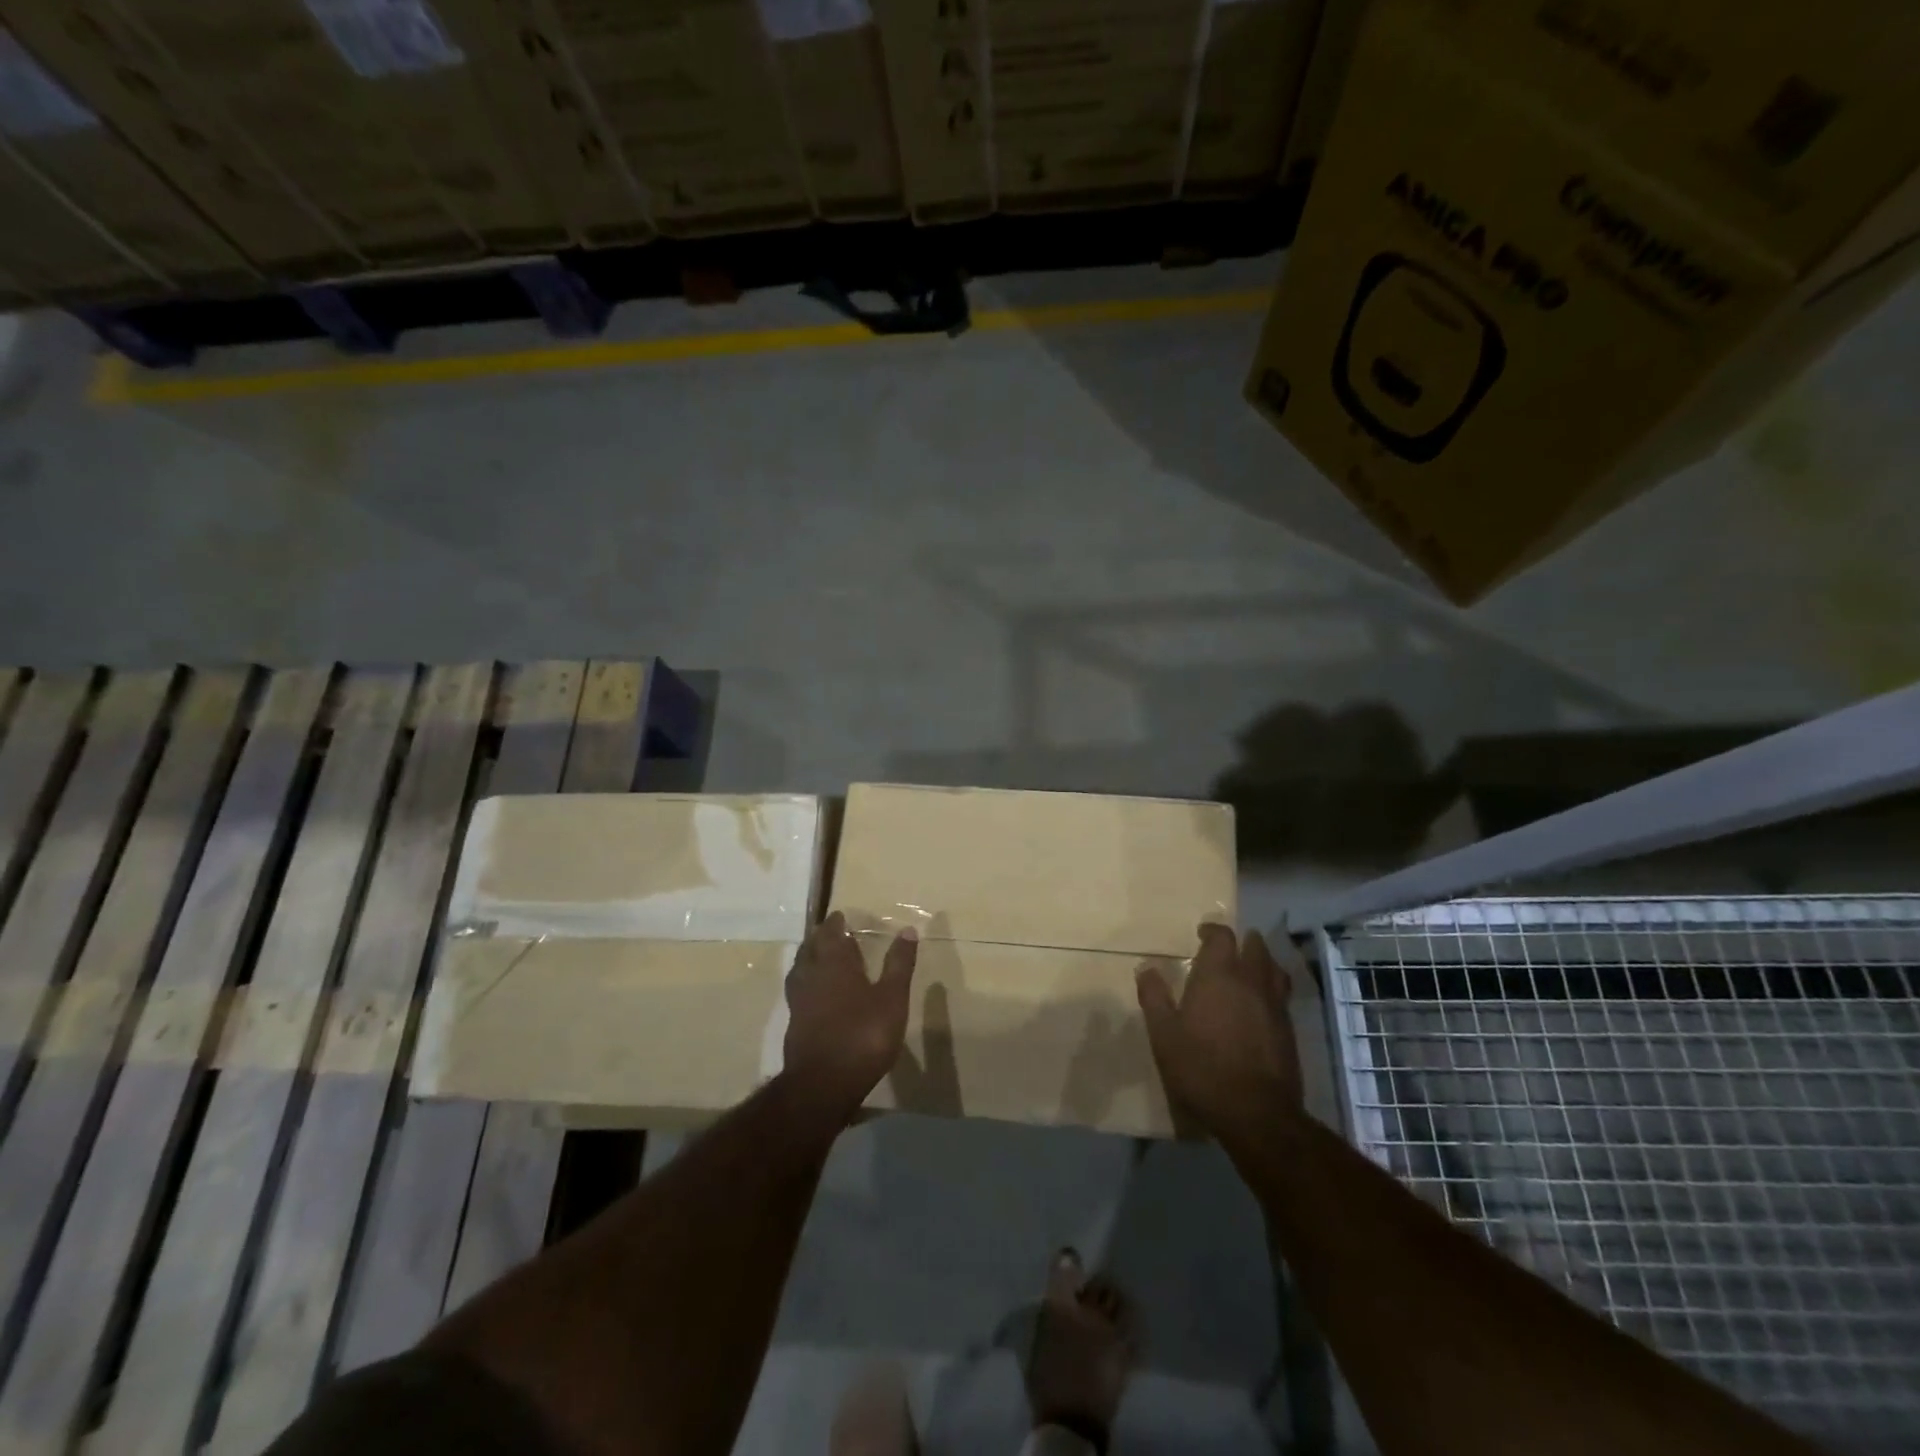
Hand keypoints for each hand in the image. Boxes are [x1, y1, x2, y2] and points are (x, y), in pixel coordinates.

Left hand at [783, 912, 917, 1120]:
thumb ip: (898, 964)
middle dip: (820, 937)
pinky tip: (815, 993)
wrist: (823, 1085)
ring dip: (809, 958)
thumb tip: (907, 930)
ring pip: (800, 969)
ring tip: (819, 956)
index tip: (840, 916)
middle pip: (810, 948)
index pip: (831, 933)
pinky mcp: (794, 1024)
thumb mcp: (892, 998)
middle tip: (830, 932)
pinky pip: (798, 991)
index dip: (835, 923)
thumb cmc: (863, 1035)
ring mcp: (798, 1001)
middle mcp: (811, 976)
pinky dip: (806, 982)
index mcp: (834, 963)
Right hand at [1136, 923, 1302, 1137]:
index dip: (1213, 930)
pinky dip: (1271, 991)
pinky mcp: (1289, 1031)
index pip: (1222, 937)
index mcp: (1219, 975)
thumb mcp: (1164, 1034)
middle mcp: (1251, 982)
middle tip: (1229, 948)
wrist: (1255, 1112)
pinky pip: (1282, 997)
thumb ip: (1154, 997)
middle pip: (1256, 948)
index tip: (1202, 933)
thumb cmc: (1201, 1067)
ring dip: (1263, 963)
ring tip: (1252, 968)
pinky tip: (1261, 1006)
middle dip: (1244, 942)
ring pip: (1274, 971)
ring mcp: (1275, 1006)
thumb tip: (1145, 968)